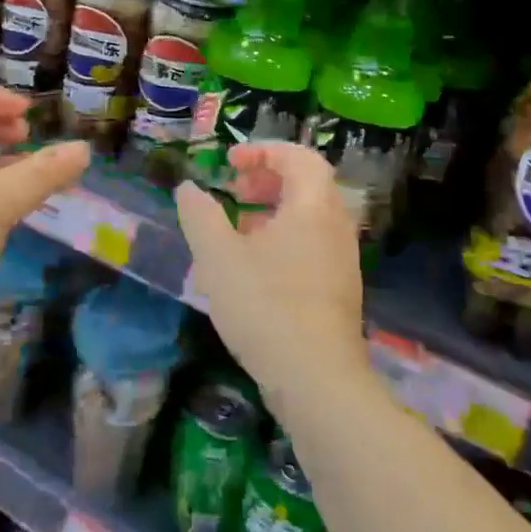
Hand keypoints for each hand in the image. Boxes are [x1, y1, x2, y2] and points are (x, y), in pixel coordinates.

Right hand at [174, 142, 367, 404]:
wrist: (317, 380)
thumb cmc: (265, 306)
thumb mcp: (217, 257)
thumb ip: (199, 215)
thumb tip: (189, 189)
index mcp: (313, 208)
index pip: (299, 157)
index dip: (264, 151)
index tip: (229, 163)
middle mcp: (336, 228)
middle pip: (307, 185)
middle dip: (267, 180)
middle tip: (233, 192)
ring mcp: (342, 262)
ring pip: (308, 219)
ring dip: (272, 212)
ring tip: (236, 230)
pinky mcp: (338, 292)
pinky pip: (311, 246)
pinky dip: (283, 240)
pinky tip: (253, 270)